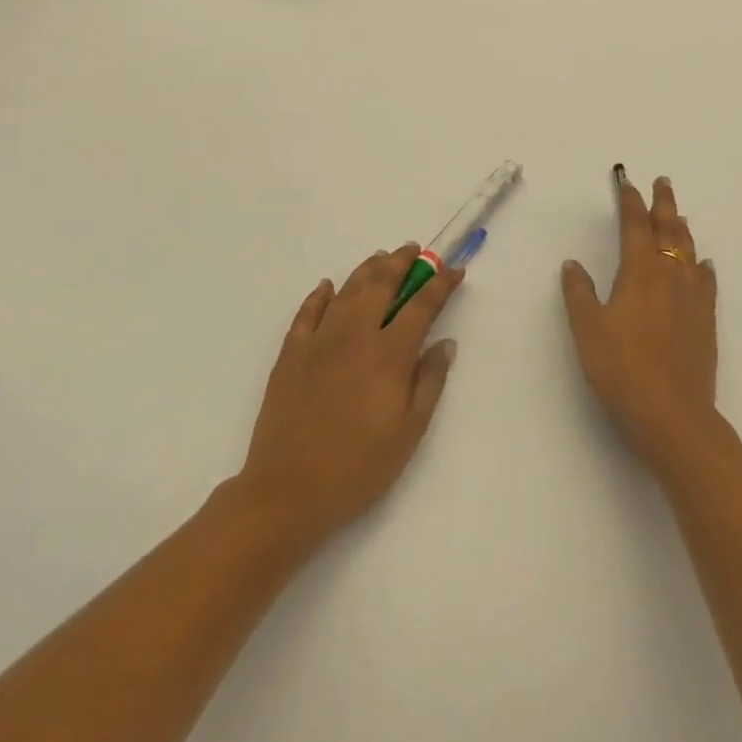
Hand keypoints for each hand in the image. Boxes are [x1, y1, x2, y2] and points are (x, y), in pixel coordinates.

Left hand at [238, 245, 463, 547]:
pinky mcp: (291, 354)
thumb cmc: (358, 468)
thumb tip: (445, 343)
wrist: (287, 492)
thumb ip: (430, 382)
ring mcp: (319, 341)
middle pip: (382, 284)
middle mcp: (356, 335)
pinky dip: (320, 294)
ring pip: (347, 290)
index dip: (441, 284)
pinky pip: (307, 312)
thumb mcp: (409, 433)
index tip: (455, 270)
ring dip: (367, 269)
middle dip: (402, 262)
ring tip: (381, 257)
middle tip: (414, 250)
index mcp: (389, 354)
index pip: (422, 306)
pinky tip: (328, 286)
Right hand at [561, 173, 717, 472]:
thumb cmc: (622, 370)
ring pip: (689, 252)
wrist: (673, 416)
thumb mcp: (588, 330)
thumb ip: (579, 294)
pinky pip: (707, 284)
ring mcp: (692, 299)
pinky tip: (704, 265)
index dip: (630, 203)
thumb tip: (572, 263)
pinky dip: (703, 268)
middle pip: (668, 231)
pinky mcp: (706, 322)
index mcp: (639, 273)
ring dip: (682, 229)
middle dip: (663, 204)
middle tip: (663, 182)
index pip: (635, 227)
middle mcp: (669, 277)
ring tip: (679, 215)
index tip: (627, 184)